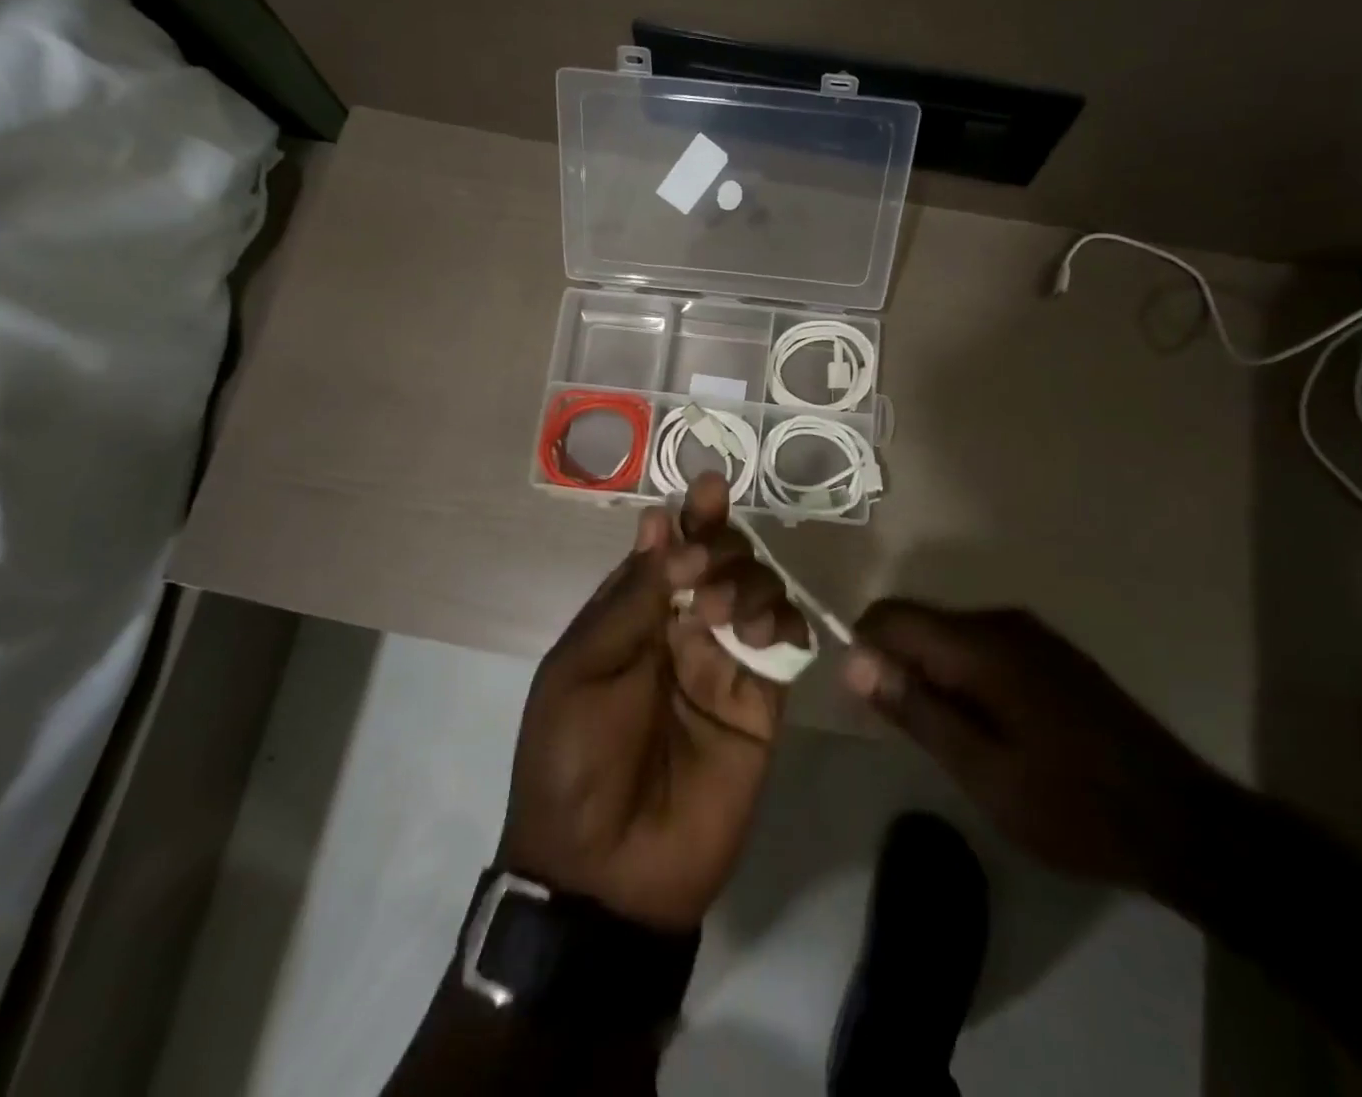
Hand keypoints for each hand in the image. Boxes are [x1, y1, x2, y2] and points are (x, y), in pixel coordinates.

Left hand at [498, 472, 809, 931]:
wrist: (605, 872)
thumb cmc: (574, 759)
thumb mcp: (582, 668)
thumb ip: (631, 598)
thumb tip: (659, 522)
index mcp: (634, 615)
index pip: (671, 548)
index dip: (692, 516)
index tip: (710, 489)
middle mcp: (683, 628)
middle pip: (722, 559)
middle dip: (722, 547)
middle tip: (707, 574)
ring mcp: (725, 662)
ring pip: (759, 589)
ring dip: (752, 582)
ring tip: (728, 614)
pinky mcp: (762, 701)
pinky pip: (787, 643)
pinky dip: (786, 622)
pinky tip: (769, 630)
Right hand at [842, 601, 1226, 892]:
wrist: (1181, 822)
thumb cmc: (1071, 804)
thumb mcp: (980, 769)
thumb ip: (914, 708)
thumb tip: (853, 659)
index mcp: (980, 644)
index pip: (891, 615)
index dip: (864, 648)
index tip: (869, 701)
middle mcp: (1002, 621)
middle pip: (921, 622)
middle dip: (901, 666)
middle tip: (914, 733)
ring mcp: (1032, 633)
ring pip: (951, 635)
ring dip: (934, 674)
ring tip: (954, 740)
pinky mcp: (1051, 652)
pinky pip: (983, 646)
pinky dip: (966, 676)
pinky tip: (991, 728)